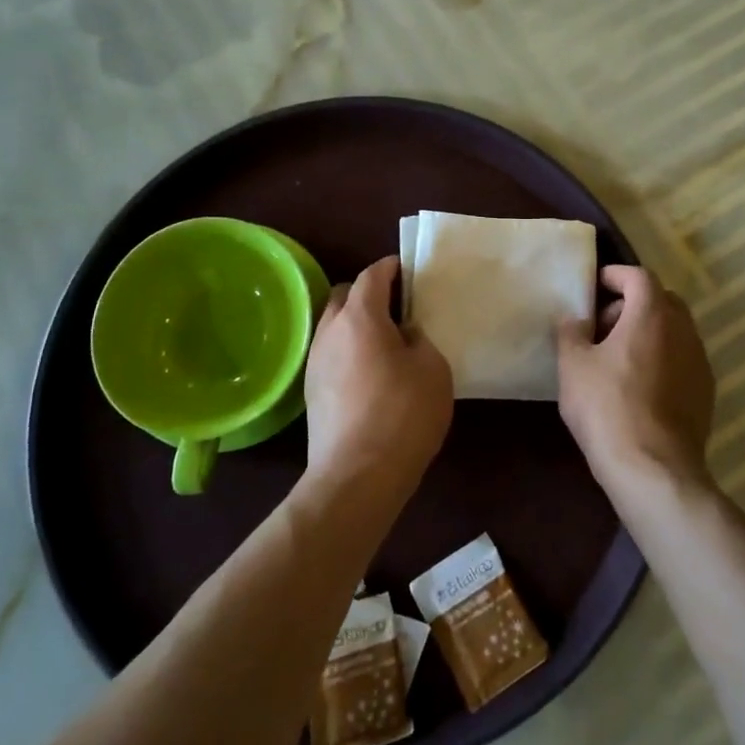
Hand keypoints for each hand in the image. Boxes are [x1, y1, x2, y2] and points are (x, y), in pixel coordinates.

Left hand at [302, 256, 453, 502]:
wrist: (356, 477)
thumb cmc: (403, 414)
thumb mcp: (433, 368)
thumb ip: (419, 339)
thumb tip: (403, 334)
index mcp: (360, 316)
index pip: (373, 275)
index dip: (391, 267)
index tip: (407, 268)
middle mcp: (330, 331)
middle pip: (346, 295)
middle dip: (369, 292)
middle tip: (397, 306)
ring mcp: (315, 362)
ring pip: (334, 326)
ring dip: (356, 324)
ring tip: (385, 340)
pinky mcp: (312, 392)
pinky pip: (331, 354)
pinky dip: (349, 350)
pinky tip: (370, 372)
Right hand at [557, 265, 715, 498]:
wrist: (653, 470)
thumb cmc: (607, 407)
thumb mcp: (573, 365)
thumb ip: (571, 332)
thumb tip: (574, 319)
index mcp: (652, 314)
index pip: (639, 276)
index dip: (615, 275)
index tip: (595, 286)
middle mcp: (683, 330)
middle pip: (661, 300)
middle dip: (632, 304)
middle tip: (603, 326)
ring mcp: (700, 362)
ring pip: (674, 331)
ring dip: (648, 333)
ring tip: (617, 358)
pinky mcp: (705, 392)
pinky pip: (682, 359)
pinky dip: (661, 358)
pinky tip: (638, 386)